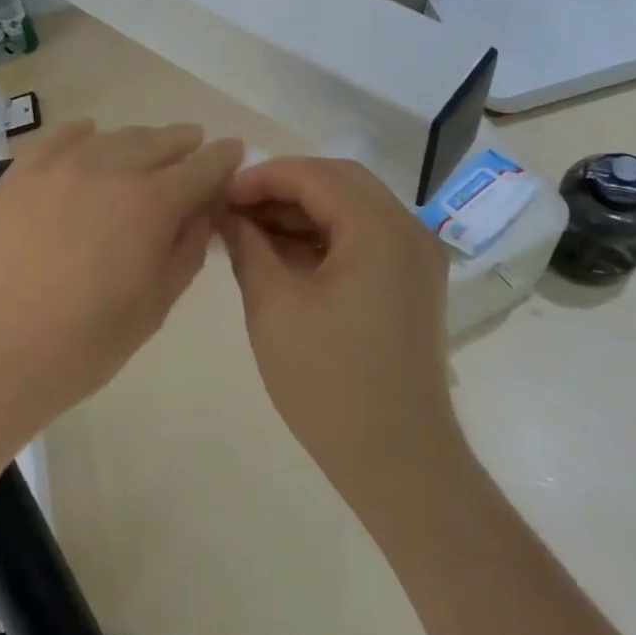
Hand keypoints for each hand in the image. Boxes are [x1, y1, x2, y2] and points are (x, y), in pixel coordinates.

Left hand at [0, 121, 243, 447]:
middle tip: (193, 147)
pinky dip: (83, 135)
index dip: (223, 158)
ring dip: (137, 141)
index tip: (233, 152)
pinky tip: (88, 137)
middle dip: (183, 144)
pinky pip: (57, 140)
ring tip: (144, 150)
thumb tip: (201, 210)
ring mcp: (56, 167)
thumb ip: (186, 248)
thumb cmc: (85, 344)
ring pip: (110, 137)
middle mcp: (107, 169)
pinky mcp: (17, 175)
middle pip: (157, 142)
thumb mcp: (155, 305)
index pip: (202, 167)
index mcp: (150, 204)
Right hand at [221, 157, 457, 499]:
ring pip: (352, 207)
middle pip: (339, 181)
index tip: (220, 194)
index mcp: (379, 229)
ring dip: (302, 211)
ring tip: (250, 230)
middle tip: (234, 209)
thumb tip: (227, 212)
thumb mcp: (273, 305)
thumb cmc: (327, 381)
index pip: (314, 175)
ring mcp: (416, 257)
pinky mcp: (411, 282)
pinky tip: (284, 254)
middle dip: (282, 188)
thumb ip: (247, 245)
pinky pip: (364, 237)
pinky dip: (324, 236)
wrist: (396, 459)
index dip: (261, 177)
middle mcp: (408, 230)